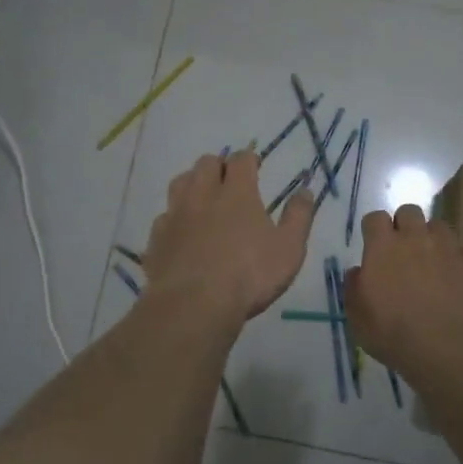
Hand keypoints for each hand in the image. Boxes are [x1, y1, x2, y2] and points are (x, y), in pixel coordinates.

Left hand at [142, 151, 315, 321]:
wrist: (193, 305)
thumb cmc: (249, 275)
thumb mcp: (289, 248)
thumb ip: (298, 217)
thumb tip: (305, 190)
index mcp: (237, 193)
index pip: (241, 159)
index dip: (248, 158)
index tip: (254, 164)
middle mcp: (203, 195)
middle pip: (206, 163)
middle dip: (219, 165)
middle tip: (229, 179)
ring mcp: (176, 215)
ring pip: (180, 182)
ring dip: (192, 183)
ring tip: (203, 196)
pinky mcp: (157, 238)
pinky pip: (164, 216)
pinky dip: (175, 217)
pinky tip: (182, 231)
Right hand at [344, 204, 462, 375]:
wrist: (451, 347)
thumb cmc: (395, 334)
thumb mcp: (358, 319)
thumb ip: (354, 289)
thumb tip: (358, 272)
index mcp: (383, 247)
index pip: (375, 218)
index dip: (373, 229)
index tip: (373, 246)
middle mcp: (415, 238)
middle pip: (408, 212)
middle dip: (403, 225)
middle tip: (401, 250)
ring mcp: (447, 248)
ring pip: (437, 225)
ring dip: (430, 237)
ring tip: (430, 260)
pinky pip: (459, 249)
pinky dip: (453, 257)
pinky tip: (451, 278)